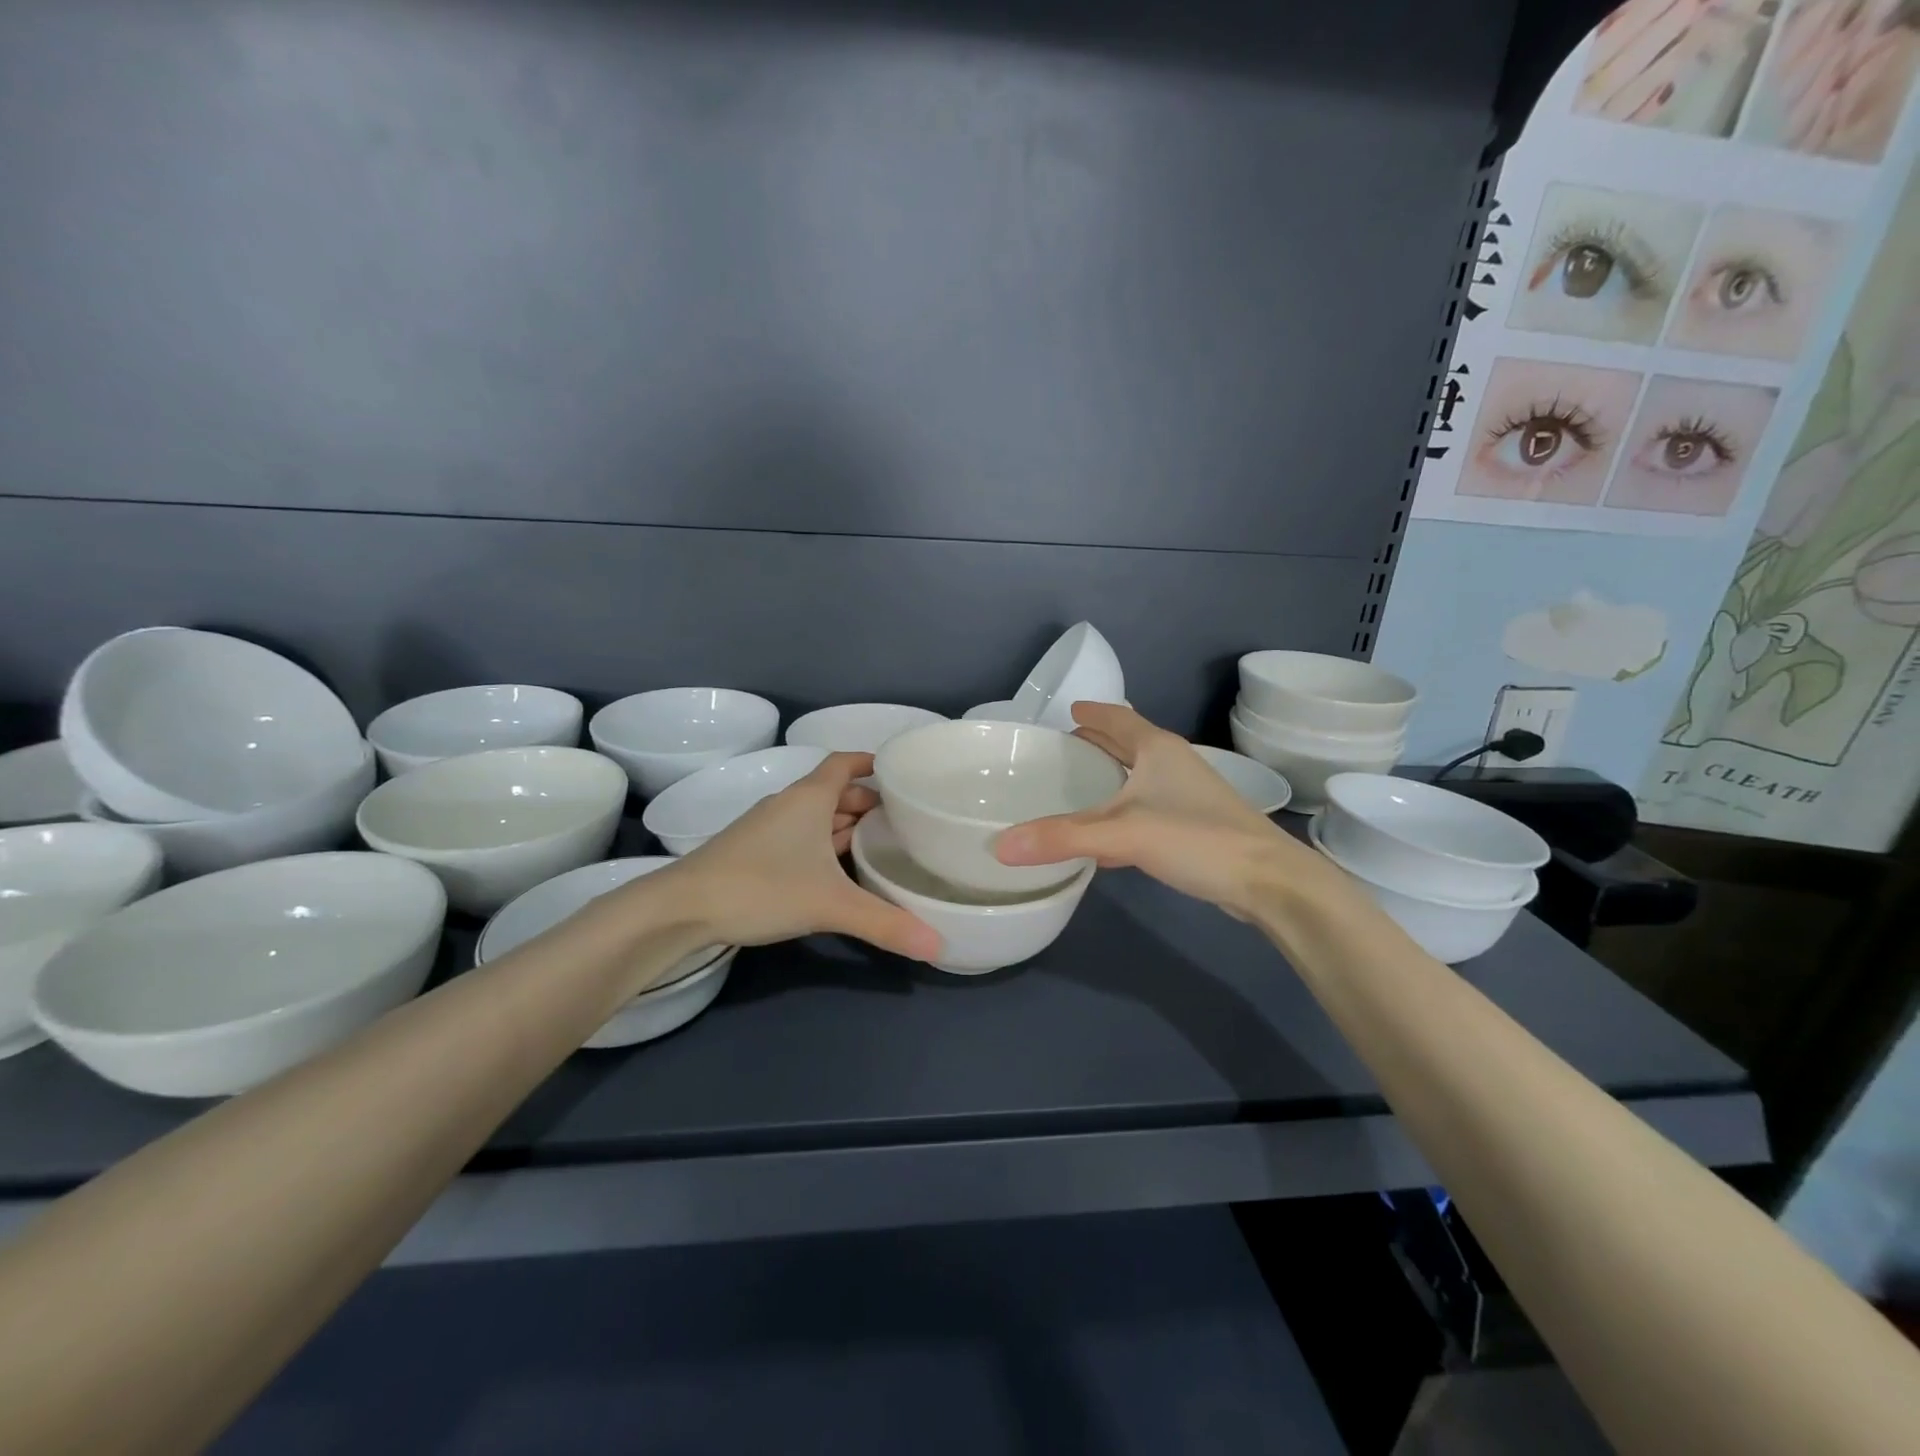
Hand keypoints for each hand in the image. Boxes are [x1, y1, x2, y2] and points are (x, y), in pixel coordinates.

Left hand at [667, 752, 941, 959]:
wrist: (682, 908)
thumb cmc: (761, 887)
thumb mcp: (829, 904)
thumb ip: (884, 923)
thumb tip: (940, 946)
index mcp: (809, 798)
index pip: (845, 763)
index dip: (871, 763)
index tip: (900, 773)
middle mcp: (790, 805)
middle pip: (835, 792)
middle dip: (868, 802)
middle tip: (904, 821)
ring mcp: (769, 829)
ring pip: (817, 817)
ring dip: (846, 825)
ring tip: (881, 845)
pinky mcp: (755, 853)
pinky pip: (802, 838)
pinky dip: (825, 845)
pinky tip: (839, 871)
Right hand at [994, 702, 1334, 916]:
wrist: (1269, 881)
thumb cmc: (1197, 838)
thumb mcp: (1122, 834)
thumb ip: (1062, 837)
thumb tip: (1001, 846)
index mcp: (1157, 749)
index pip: (1117, 718)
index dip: (1092, 712)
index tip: (1067, 710)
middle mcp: (1173, 764)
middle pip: (1129, 743)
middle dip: (1098, 741)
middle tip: (1063, 746)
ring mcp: (1187, 795)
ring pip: (1138, 776)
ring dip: (1111, 775)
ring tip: (1078, 784)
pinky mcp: (1194, 825)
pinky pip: (1146, 807)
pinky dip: (1122, 810)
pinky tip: (1106, 837)